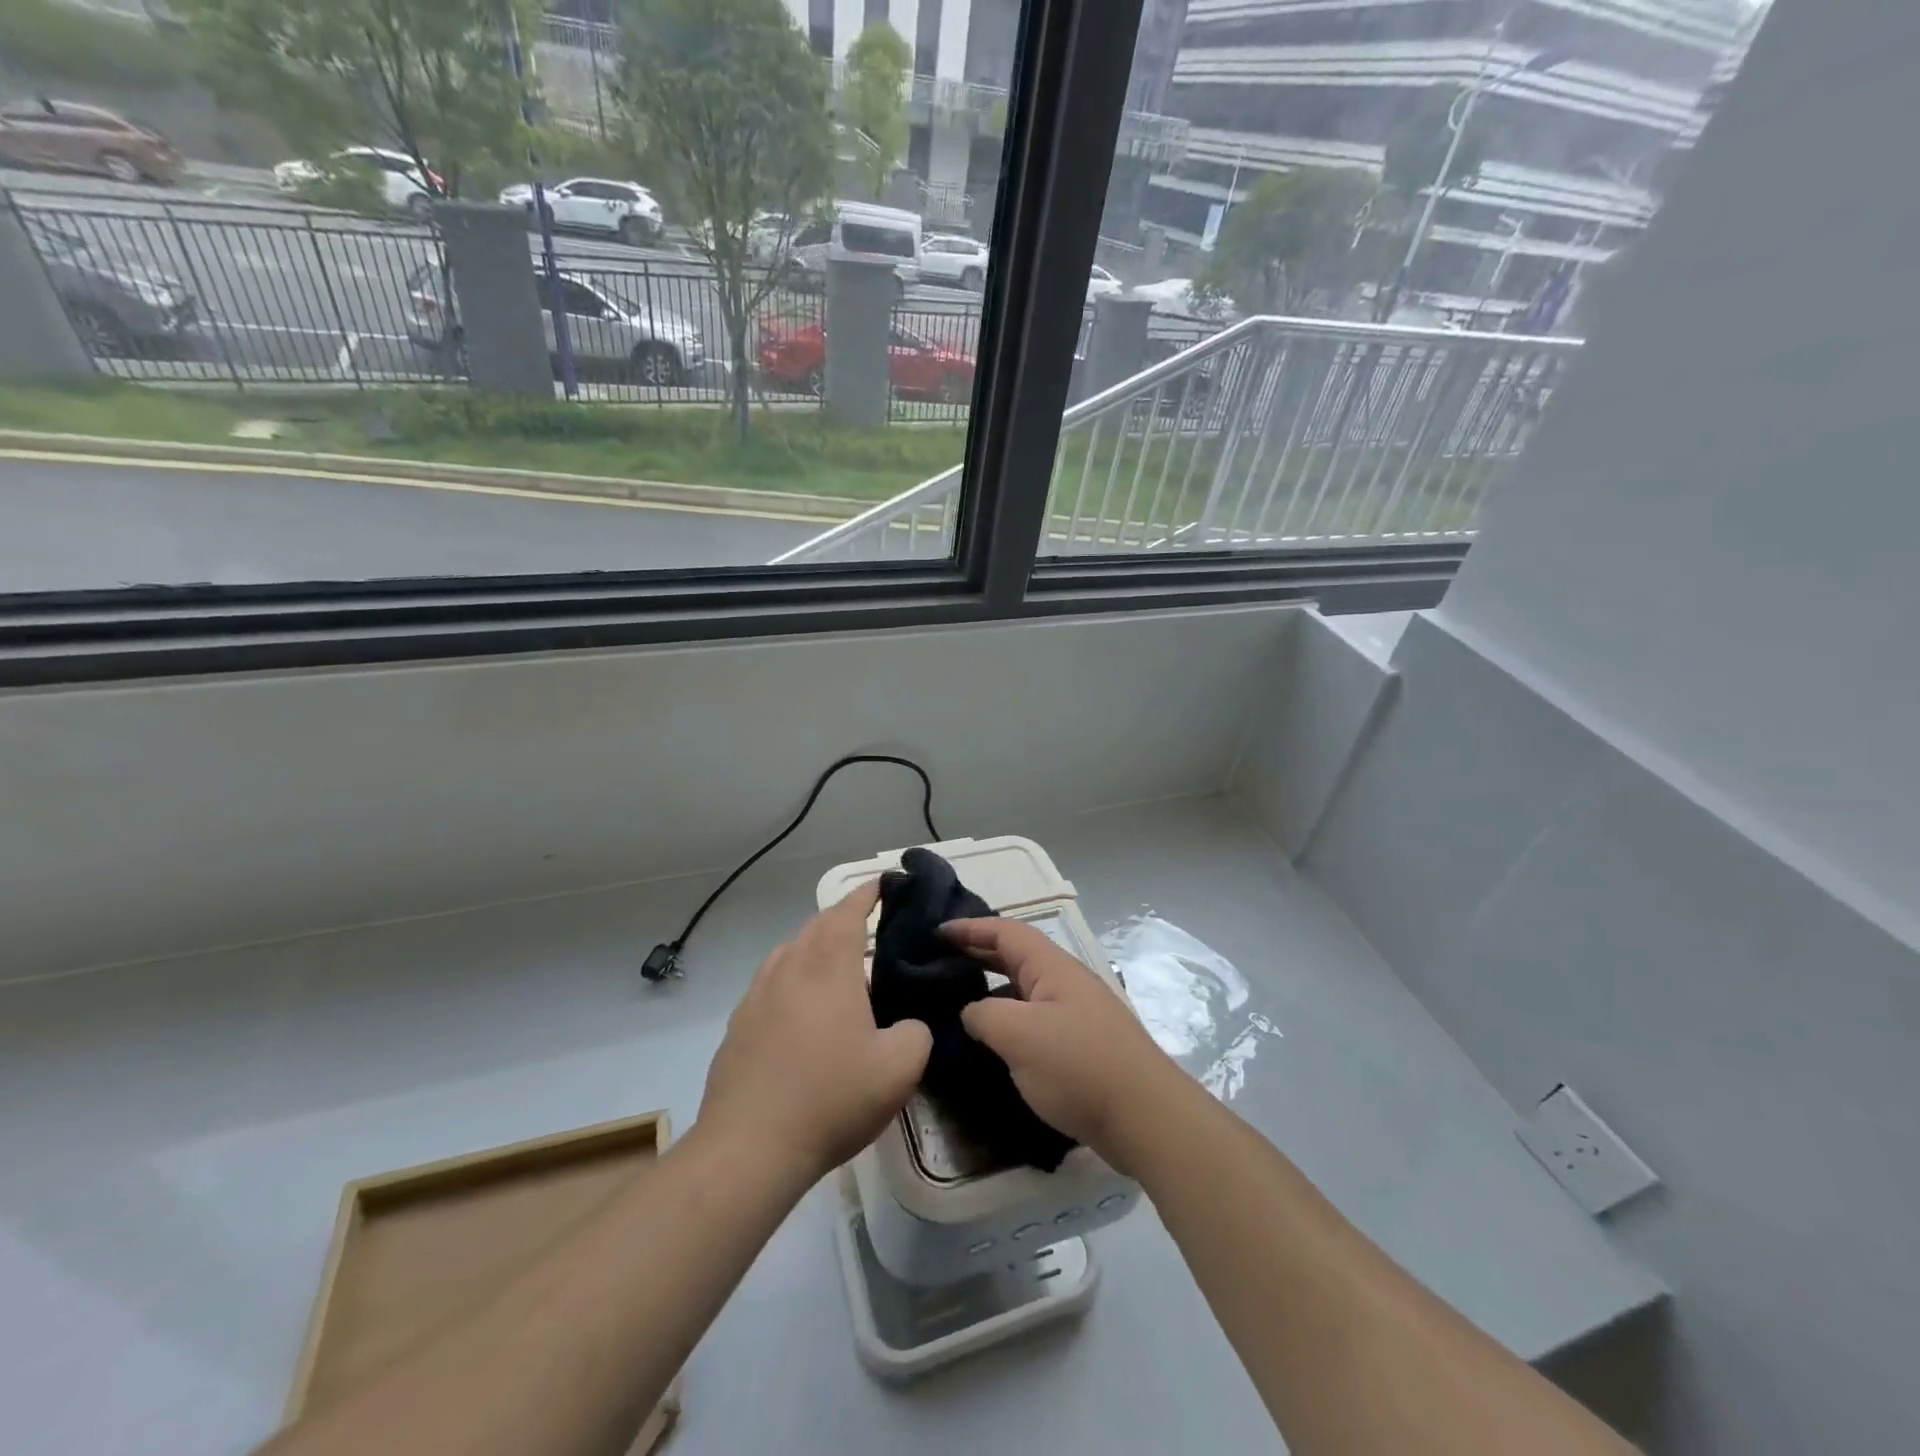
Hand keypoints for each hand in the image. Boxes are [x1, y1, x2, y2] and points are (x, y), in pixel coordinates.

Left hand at [699, 882, 931, 1185]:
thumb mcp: (900, 1068)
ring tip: (836, 967)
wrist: (749, 1147)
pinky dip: (791, 980)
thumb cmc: (830, 1098)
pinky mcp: (738, 1025)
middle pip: (816, 926)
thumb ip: (917, 1033)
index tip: (883, 884)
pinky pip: (770, 984)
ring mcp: (757, 995)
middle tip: (870, 928)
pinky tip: (801, 1012)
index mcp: (829, 967)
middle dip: (842, 918)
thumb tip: (908, 1025)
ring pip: (788, 953)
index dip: (867, 893)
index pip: (848, 911)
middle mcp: (789, 968)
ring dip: (814, 947)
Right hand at [943, 918, 1181, 1165]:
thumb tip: (971, 1012)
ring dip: (991, 990)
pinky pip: (1034, 1019)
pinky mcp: (1080, 1046)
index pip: (1005, 932)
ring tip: (955, 1003)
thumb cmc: (1079, 1066)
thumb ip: (983, 1014)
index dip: (970, 928)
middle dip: (978, 954)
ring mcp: (1076, 1014)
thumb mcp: (1018, 1035)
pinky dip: (1008, 1020)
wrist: (1145, 1118)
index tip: (936, 932)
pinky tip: (991, 1042)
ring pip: (1024, 991)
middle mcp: (1065, 982)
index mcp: (1052, 967)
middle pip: (1016, 956)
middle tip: (939, 962)